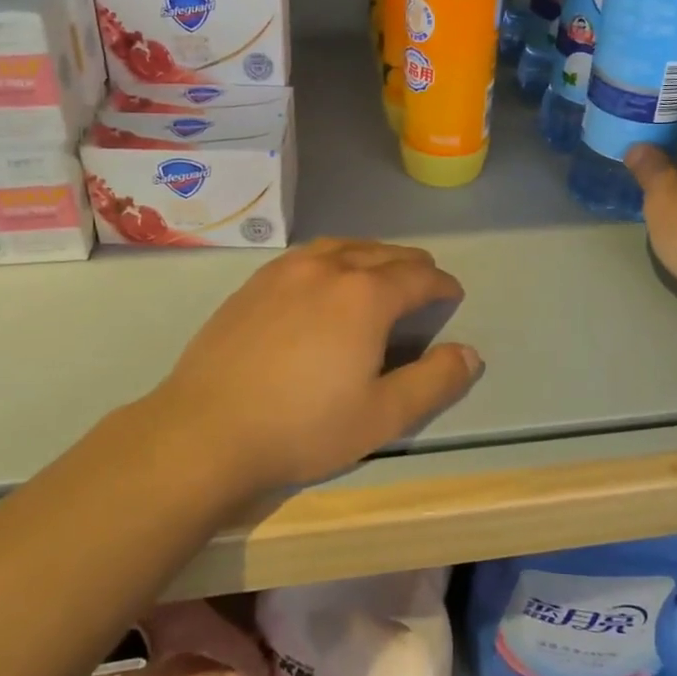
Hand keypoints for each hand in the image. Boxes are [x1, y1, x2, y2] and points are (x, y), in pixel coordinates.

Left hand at [145, 239, 480, 493]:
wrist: (206, 429)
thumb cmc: (302, 427)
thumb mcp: (382, 416)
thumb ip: (434, 381)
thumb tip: (470, 354)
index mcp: (366, 295)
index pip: (418, 275)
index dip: (442, 284)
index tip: (452, 294)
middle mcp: (329, 268)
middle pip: (383, 252)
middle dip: (412, 265)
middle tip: (424, 283)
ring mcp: (286, 270)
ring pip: (343, 246)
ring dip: (372, 255)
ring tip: (380, 273)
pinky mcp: (255, 281)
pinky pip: (308, 254)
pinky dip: (333, 257)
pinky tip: (326, 278)